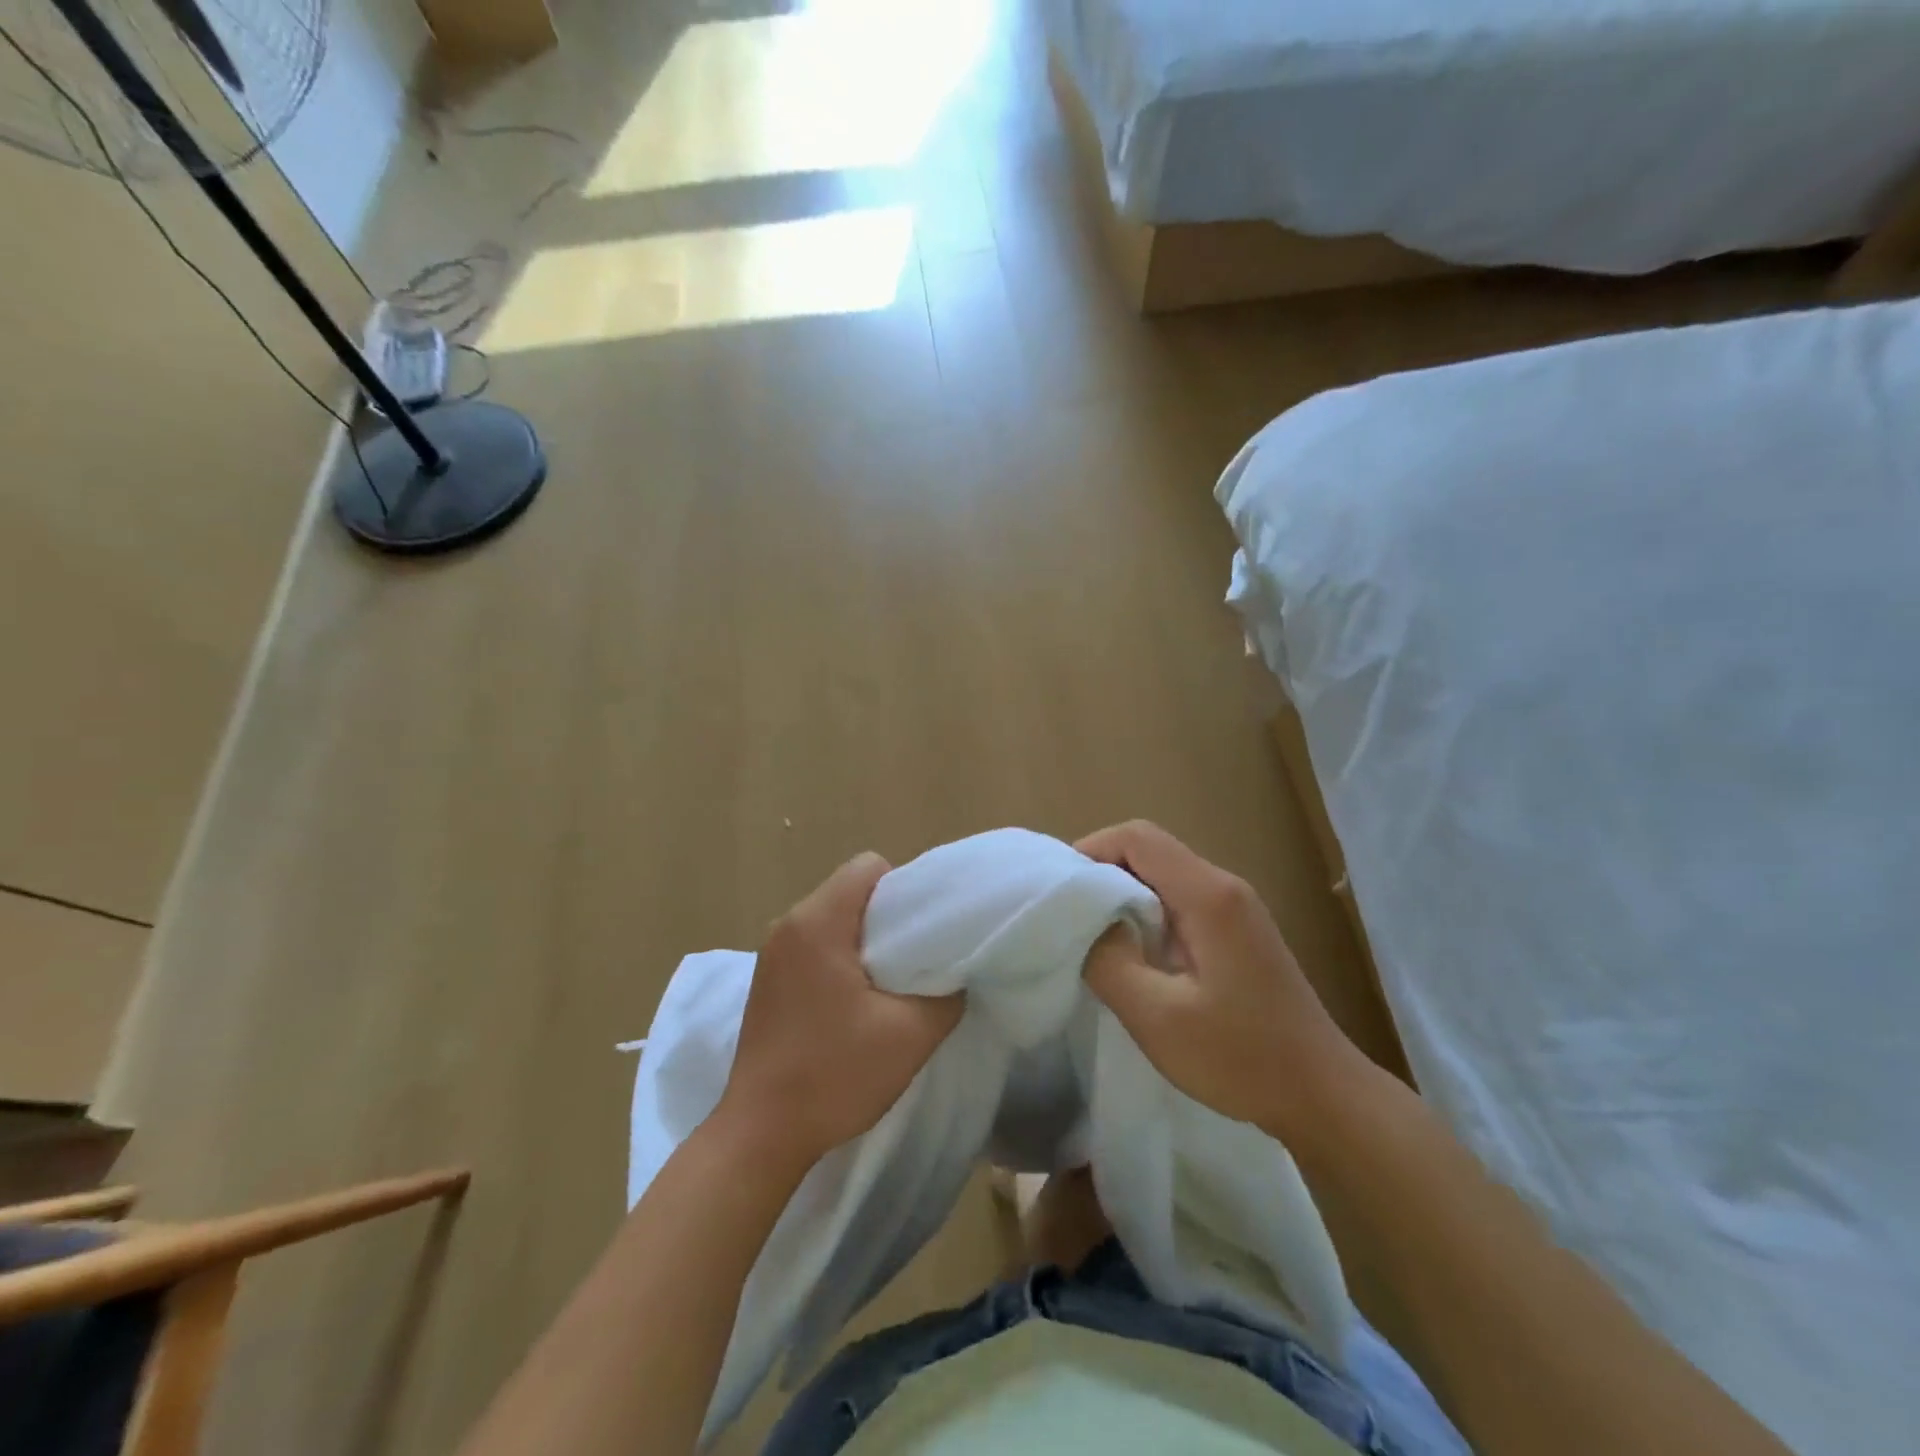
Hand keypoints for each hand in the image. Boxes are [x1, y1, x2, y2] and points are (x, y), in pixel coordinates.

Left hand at [715, 853, 964, 1170]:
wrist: (761, 1135)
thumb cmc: (834, 1075)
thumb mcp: (910, 1035)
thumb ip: (947, 993)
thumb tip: (956, 972)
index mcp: (817, 922)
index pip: (869, 867)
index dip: (904, 891)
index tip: (922, 934)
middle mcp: (788, 924)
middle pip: (851, 890)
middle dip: (887, 918)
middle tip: (914, 963)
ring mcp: (772, 953)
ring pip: (833, 919)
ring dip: (863, 942)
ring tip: (887, 986)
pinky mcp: (767, 979)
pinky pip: (813, 945)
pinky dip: (839, 959)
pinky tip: (853, 1004)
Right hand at [1077, 821, 1364, 1138]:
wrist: (1323, 1094)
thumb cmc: (1240, 1057)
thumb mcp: (1158, 1016)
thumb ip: (1109, 960)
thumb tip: (1085, 922)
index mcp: (1208, 895)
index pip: (1138, 838)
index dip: (1091, 849)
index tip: (1060, 889)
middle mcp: (1225, 887)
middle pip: (1150, 850)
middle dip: (1102, 871)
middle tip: (1068, 914)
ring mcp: (1236, 908)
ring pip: (1164, 875)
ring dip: (1123, 893)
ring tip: (1092, 934)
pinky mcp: (1238, 931)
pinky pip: (1181, 900)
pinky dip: (1146, 912)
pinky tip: (1133, 952)